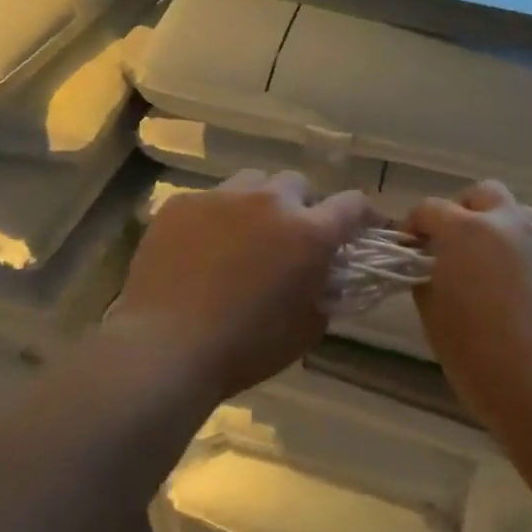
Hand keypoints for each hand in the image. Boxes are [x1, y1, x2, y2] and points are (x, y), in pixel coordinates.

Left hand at [109, 169, 372, 402]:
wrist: (165, 348)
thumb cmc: (246, 348)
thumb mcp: (307, 328)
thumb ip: (325, 289)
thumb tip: (326, 273)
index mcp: (309, 232)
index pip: (352, 205)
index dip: (365, 214)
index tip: (365, 227)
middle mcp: (271, 201)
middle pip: (298, 184)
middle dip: (302, 206)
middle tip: (291, 237)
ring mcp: (222, 196)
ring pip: (253, 183)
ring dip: (259, 204)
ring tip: (245, 235)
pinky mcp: (182, 203)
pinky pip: (210, 200)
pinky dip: (216, 218)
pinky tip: (201, 249)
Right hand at [406, 181, 531, 435]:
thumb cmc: (479, 357)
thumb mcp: (435, 318)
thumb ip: (426, 279)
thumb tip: (429, 266)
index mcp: (465, 231)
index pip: (431, 209)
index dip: (415, 224)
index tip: (410, 247)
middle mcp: (506, 222)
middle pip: (482, 194)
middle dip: (462, 210)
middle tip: (452, 245)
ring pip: (515, 213)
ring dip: (496, 226)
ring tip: (486, 265)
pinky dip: (519, 250)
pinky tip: (514, 288)